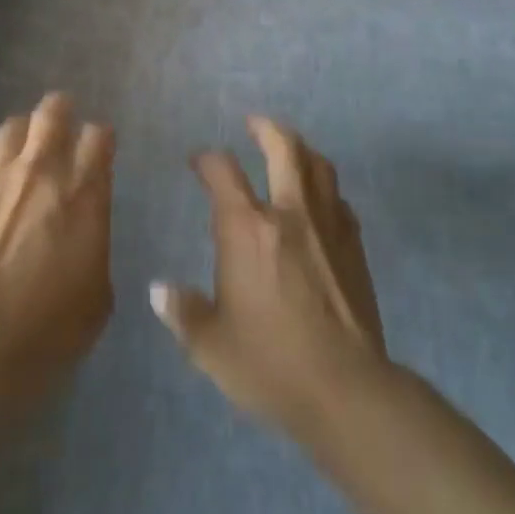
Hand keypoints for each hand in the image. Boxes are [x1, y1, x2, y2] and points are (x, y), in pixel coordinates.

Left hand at [0, 92, 114, 370]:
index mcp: (84, 193)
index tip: (98, 150)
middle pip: (52, 112)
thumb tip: (81, 242)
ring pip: (9, 129)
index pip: (99, 136)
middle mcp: (41, 171)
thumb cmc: (51, 326)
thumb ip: (92, 250)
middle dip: (60, 111)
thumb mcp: (97, 295)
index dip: (100, 138)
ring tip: (18, 153)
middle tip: (60, 125)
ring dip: (19, 136)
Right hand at [151, 116, 389, 444]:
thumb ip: (184, 312)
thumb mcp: (212, 345)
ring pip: (319, 166)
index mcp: (247, 229)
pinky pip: (340, 201)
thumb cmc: (270, 364)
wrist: (346, 389)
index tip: (197, 162)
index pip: (223, 172)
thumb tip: (159, 291)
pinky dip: (326, 190)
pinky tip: (320, 202)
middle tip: (254, 124)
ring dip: (301, 150)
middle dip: (265, 129)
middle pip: (283, 148)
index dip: (207, 159)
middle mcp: (289, 214)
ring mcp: (328, 226)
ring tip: (290, 150)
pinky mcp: (354, 246)